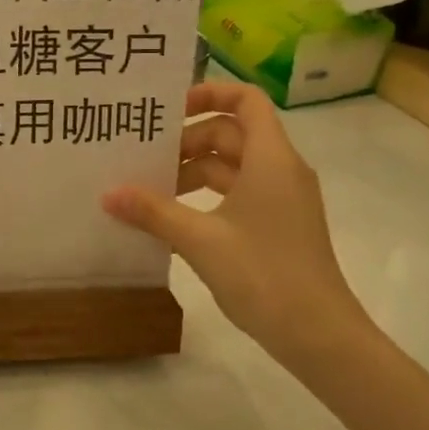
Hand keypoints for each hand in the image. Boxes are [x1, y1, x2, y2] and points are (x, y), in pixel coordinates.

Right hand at [102, 82, 368, 365]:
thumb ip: (153, 212)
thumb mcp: (201, 240)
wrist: (319, 336)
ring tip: (151, 191)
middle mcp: (280, 170)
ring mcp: (283, 200)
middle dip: (188, 141)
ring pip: (233, 167)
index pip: (245, 100)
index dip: (209, 93)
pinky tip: (174, 220)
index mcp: (271, 158)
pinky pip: (239, 194)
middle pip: (231, 134)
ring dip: (194, 172)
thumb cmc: (264, 274)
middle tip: (145, 159)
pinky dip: (207, 198)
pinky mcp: (278, 225)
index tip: (169, 110)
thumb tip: (108, 194)